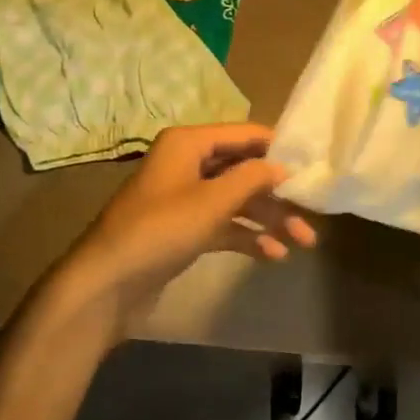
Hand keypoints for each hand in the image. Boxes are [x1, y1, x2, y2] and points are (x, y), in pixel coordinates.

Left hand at [60, 123, 316, 338]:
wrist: (107, 284)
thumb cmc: (161, 230)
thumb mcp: (212, 201)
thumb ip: (251, 178)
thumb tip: (283, 166)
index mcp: (188, 143)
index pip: (243, 135)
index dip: (277, 149)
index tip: (312, 164)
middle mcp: (187, 163)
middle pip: (242, 170)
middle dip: (277, 193)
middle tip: (311, 215)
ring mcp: (185, 198)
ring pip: (236, 200)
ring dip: (268, 219)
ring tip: (302, 242)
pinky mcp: (184, 229)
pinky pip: (223, 224)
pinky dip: (247, 236)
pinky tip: (273, 255)